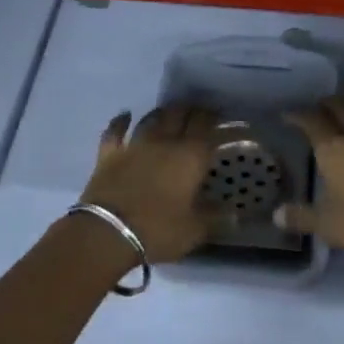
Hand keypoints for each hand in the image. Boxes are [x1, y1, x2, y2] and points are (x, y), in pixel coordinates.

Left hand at [78, 104, 219, 263]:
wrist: (108, 233)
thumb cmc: (159, 230)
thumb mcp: (195, 230)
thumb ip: (215, 217)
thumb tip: (235, 213)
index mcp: (191, 156)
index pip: (206, 125)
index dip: (213, 116)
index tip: (219, 115)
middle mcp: (165, 142)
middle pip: (179, 115)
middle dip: (190, 110)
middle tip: (197, 111)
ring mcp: (135, 145)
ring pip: (151, 119)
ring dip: (162, 113)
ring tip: (169, 112)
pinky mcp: (109, 154)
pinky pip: (115, 131)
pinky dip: (121, 121)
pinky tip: (125, 115)